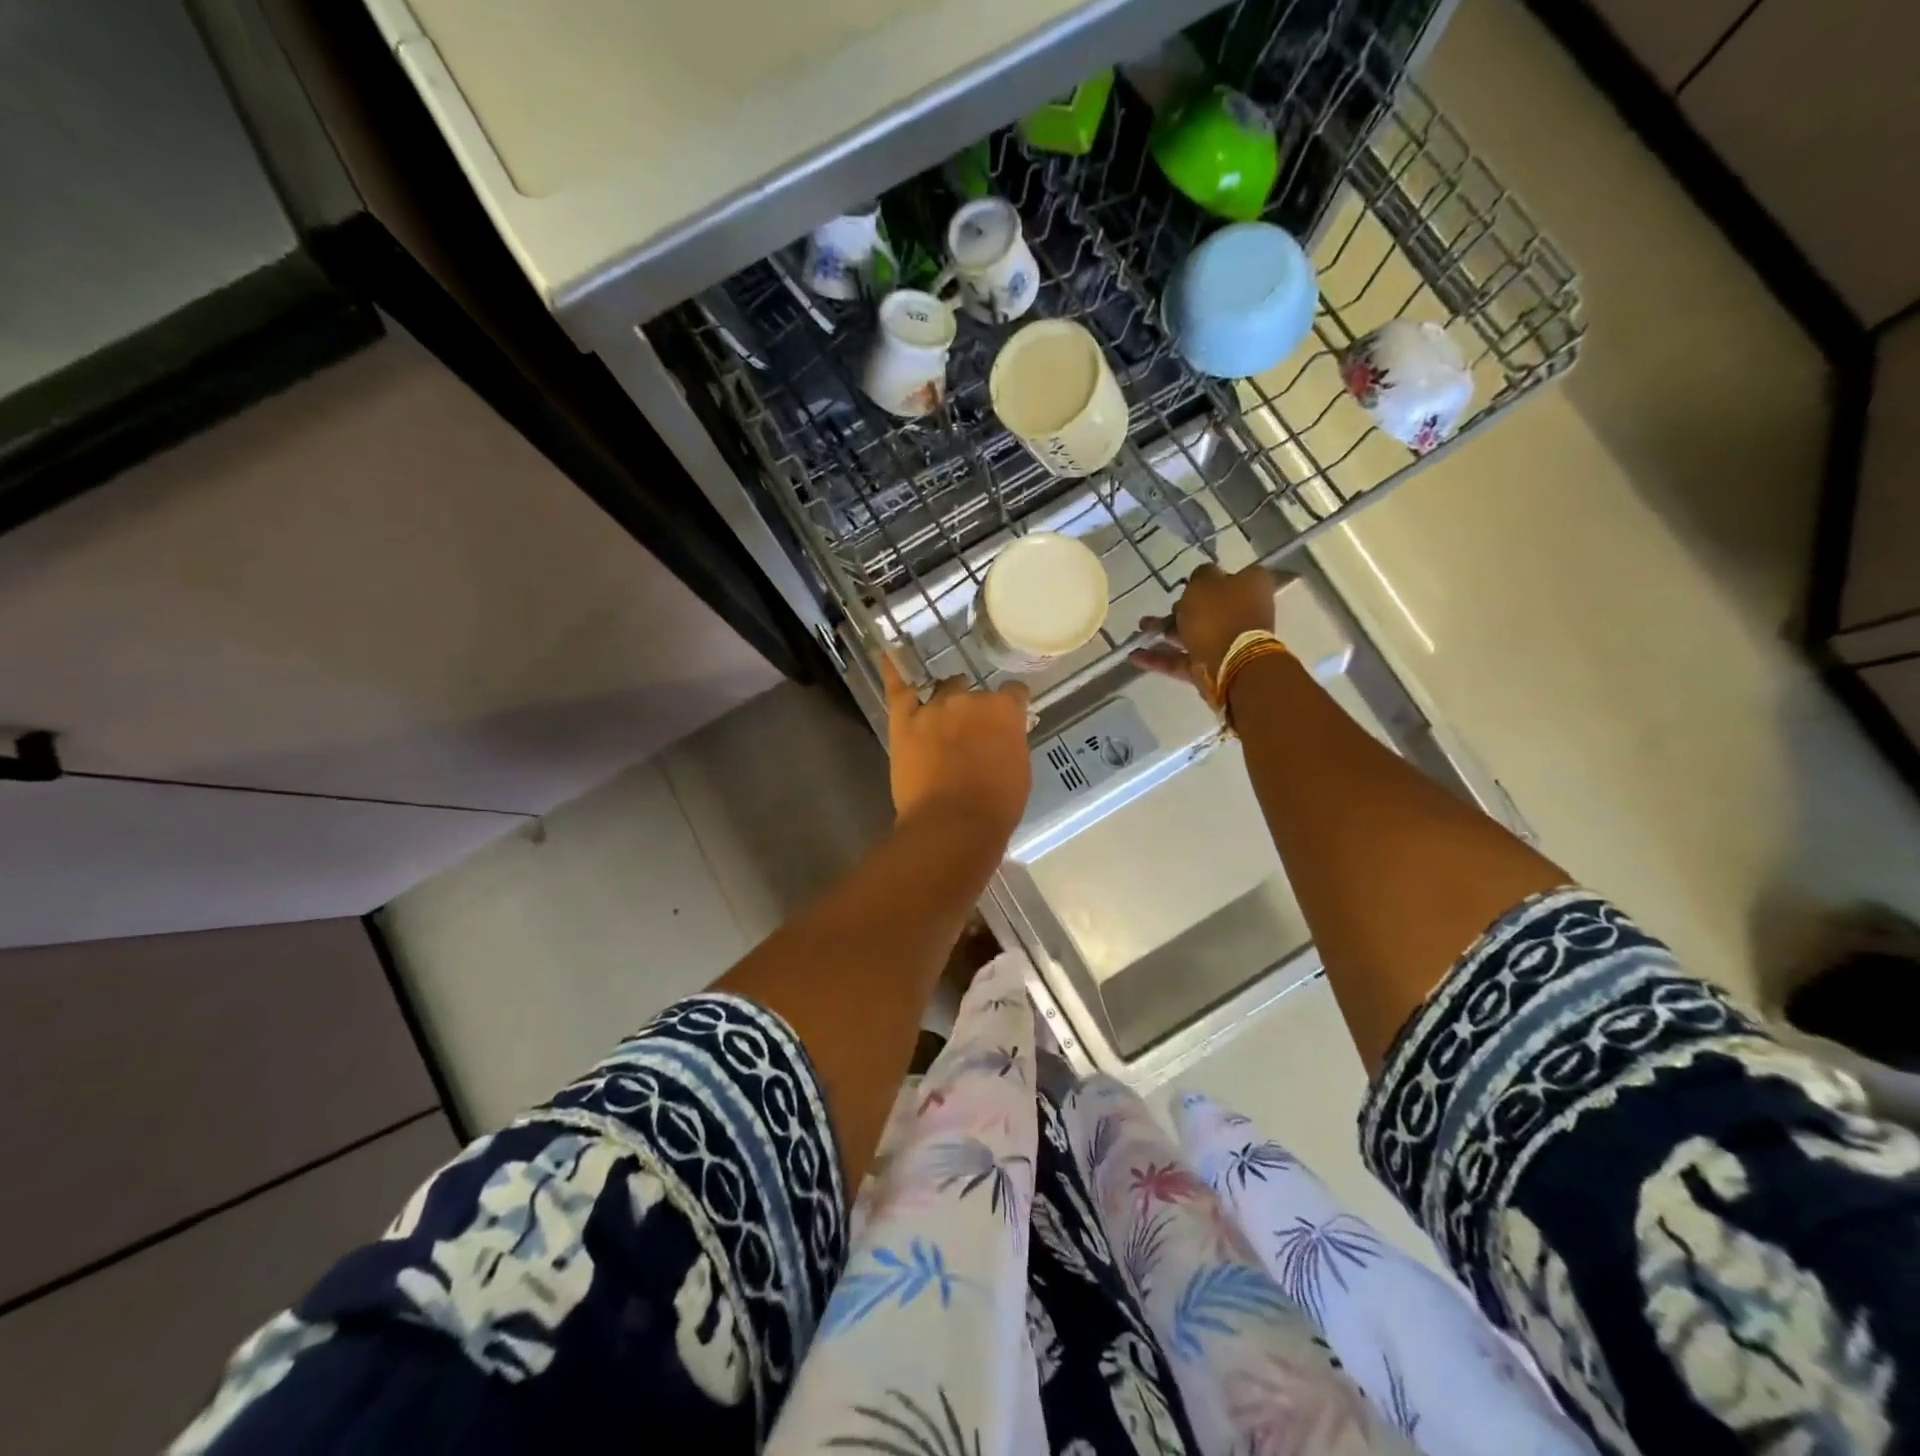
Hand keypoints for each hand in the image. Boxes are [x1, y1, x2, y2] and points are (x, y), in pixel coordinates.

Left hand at [881, 655, 1031, 842]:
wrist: (951, 825)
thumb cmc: (995, 806)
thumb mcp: (1018, 771)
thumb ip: (1009, 743)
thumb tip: (1001, 736)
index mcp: (1004, 711)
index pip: (1013, 692)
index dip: (1010, 705)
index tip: (1008, 718)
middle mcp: (970, 700)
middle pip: (975, 694)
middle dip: (975, 710)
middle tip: (972, 734)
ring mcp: (934, 707)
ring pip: (944, 690)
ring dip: (947, 700)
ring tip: (944, 714)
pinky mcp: (904, 720)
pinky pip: (897, 688)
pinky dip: (892, 670)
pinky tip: (888, 654)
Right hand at [1130, 563, 1281, 691]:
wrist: (1231, 663)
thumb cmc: (1219, 614)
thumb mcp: (1204, 581)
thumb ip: (1200, 575)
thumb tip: (1201, 578)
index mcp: (1251, 587)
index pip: (1232, 576)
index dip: (1209, 579)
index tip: (1188, 582)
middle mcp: (1244, 613)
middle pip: (1209, 607)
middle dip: (1182, 609)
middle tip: (1165, 607)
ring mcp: (1228, 642)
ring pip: (1193, 633)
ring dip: (1165, 631)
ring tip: (1140, 630)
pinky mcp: (1212, 666)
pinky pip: (1182, 659)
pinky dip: (1160, 658)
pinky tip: (1135, 656)